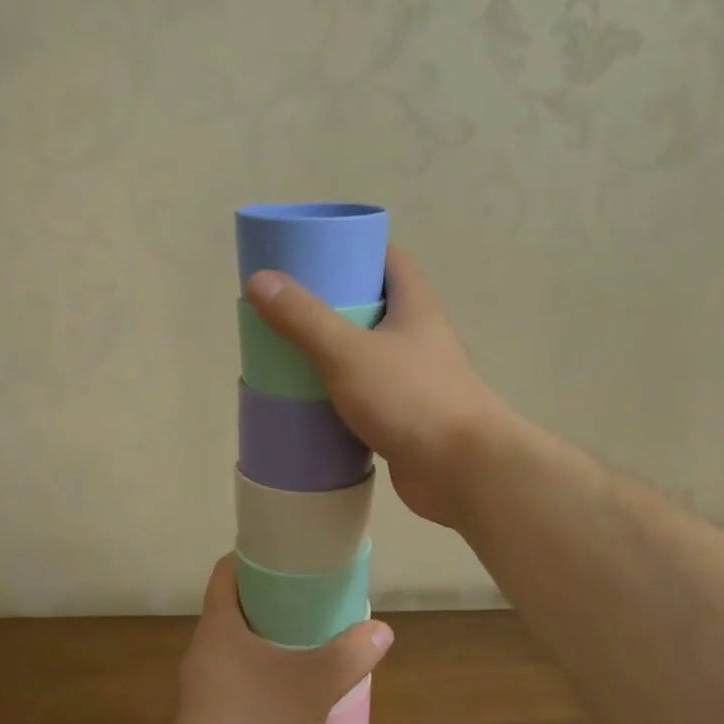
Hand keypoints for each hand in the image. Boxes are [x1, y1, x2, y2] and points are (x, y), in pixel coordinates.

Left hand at [154, 555, 392, 723]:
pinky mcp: (210, 719)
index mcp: (219, 625)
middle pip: (236, 608)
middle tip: (312, 599)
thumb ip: (350, 655)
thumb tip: (382, 630)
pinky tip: (294, 691)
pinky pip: (239, 681)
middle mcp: (205, 649)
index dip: (254, 557)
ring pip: (238, 647)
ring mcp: (204, 686)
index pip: (227, 571)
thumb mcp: (313, 685)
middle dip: (272, 601)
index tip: (288, 556)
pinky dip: (264, 676)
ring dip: (270, 642)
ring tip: (310, 643)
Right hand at [245, 248, 504, 528]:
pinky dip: (341, 394)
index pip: (389, 260)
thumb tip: (260, 280)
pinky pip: (367, 394)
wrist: (463, 472)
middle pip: (374, 306)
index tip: (314, 255)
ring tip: (289, 352)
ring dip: (334, 352)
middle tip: (288, 308)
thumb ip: (305, 318)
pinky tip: (310, 401)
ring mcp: (415, 378)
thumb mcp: (349, 352)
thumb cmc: (412, 398)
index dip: (355, 251)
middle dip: (333, 304)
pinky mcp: (406, 417)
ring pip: (368, 353)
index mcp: (415, 307)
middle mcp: (419, 337)